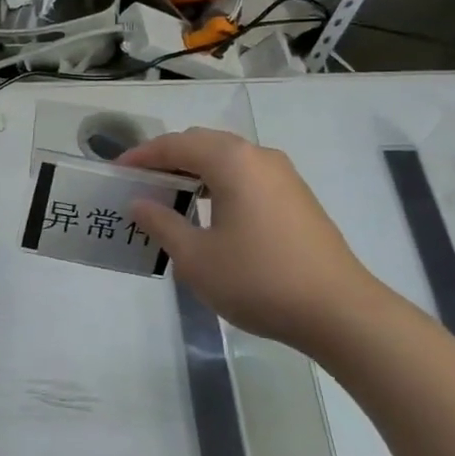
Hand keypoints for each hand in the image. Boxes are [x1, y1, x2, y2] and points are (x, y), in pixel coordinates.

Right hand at [122, 128, 390, 351]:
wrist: (338, 311)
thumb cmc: (257, 279)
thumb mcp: (196, 257)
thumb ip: (162, 224)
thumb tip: (140, 203)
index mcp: (232, 161)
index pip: (176, 145)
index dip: (142, 156)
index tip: (116, 171)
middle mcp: (259, 157)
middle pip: (203, 144)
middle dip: (168, 160)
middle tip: (140, 184)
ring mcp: (284, 177)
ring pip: (228, 161)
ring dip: (195, 173)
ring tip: (169, 200)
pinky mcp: (297, 199)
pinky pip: (247, 178)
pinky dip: (219, 186)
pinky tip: (208, 216)